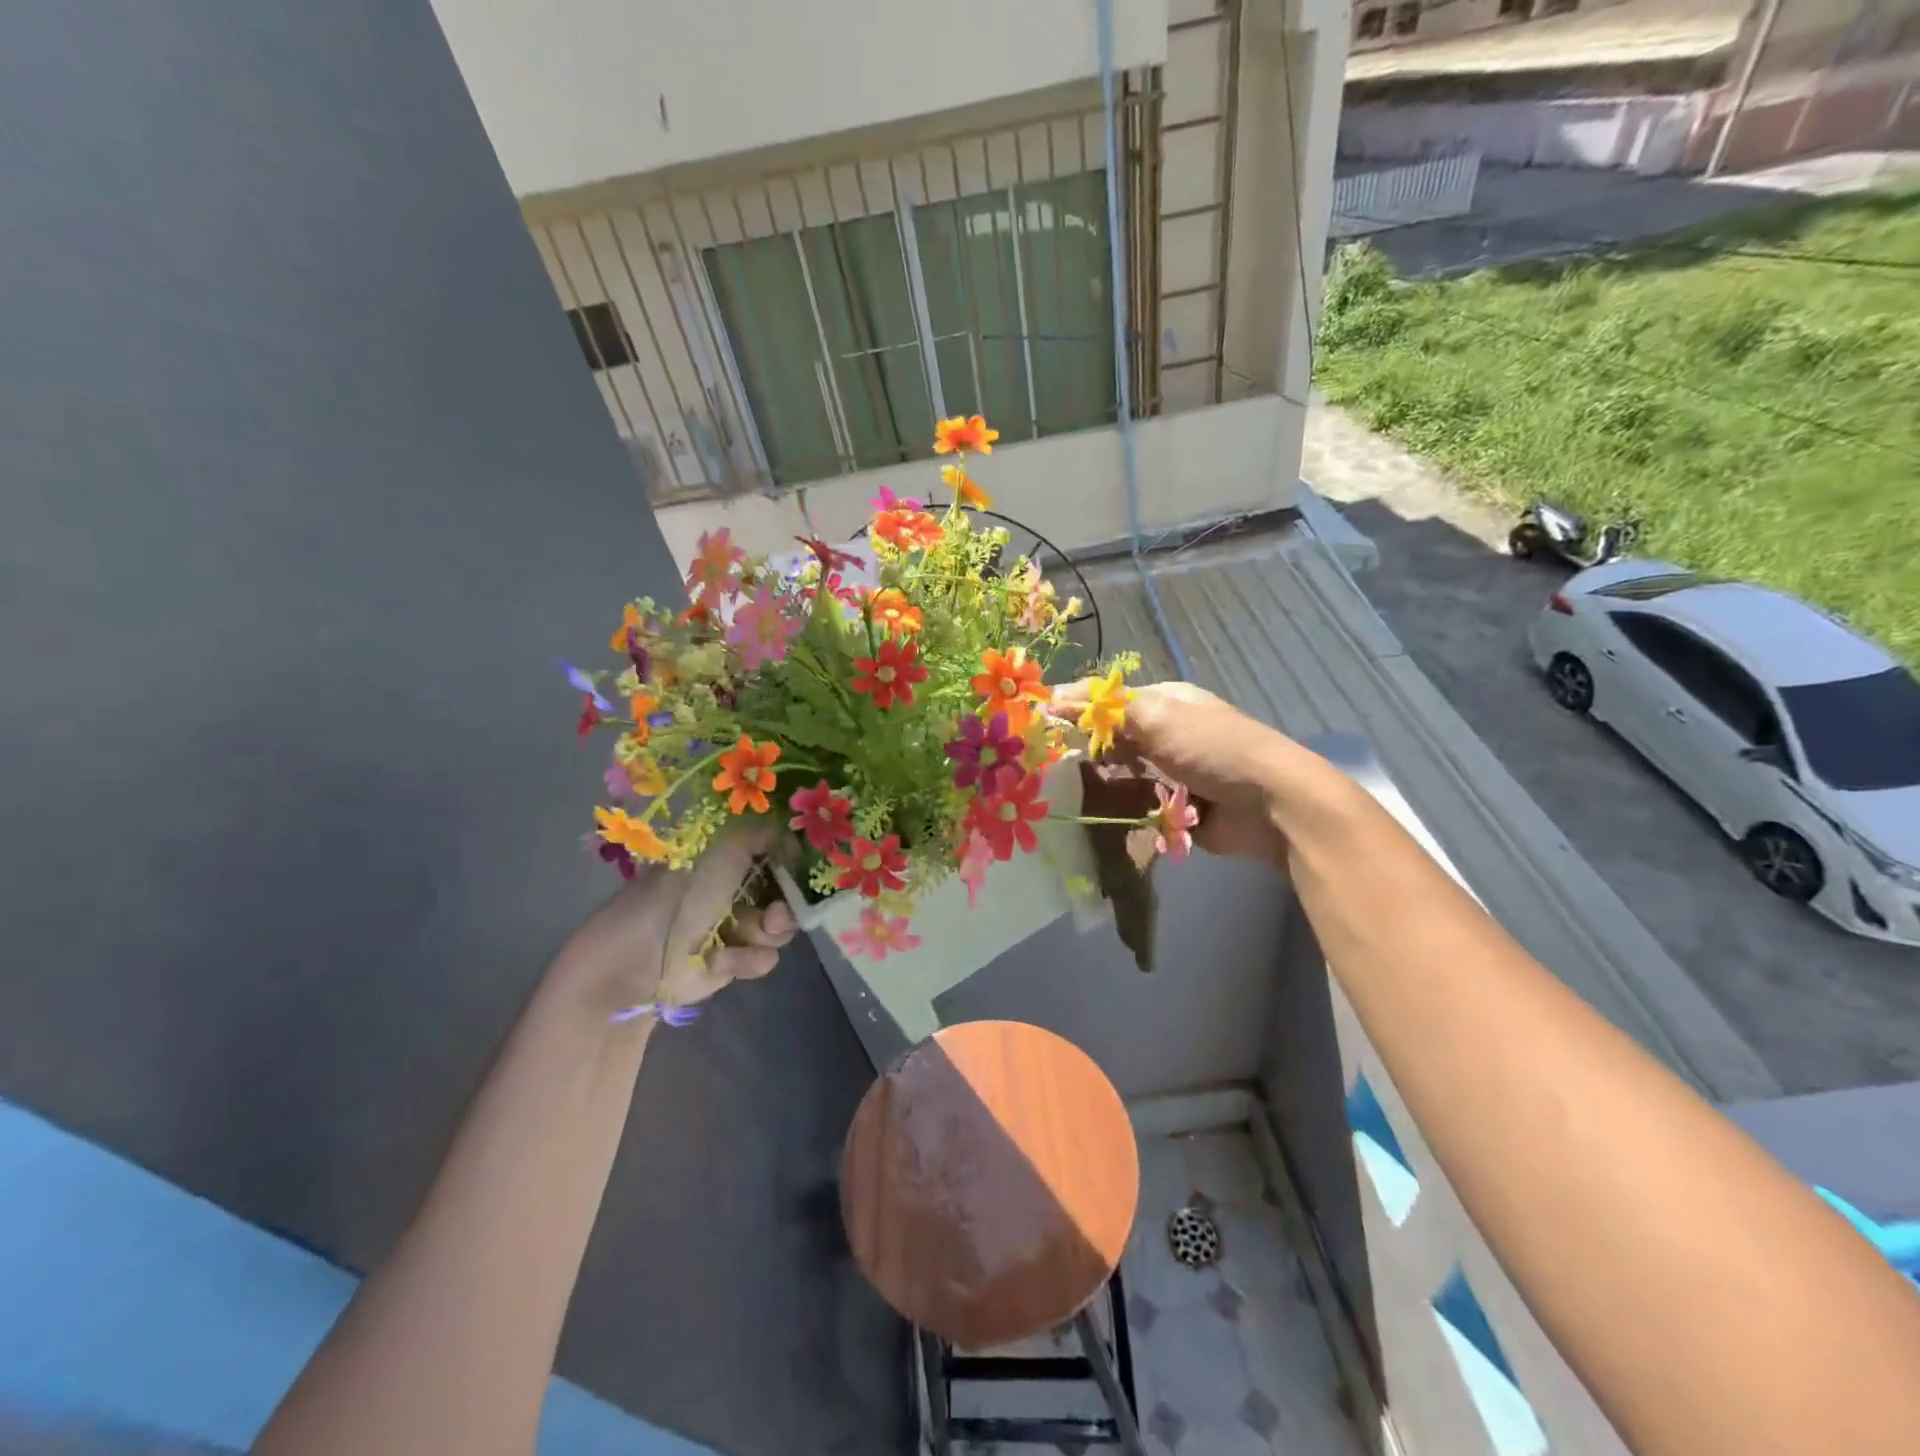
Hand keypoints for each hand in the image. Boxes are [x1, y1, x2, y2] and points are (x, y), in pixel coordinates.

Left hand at [552, 825, 796, 1018]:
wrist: (643, 957)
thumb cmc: (684, 892)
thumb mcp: (727, 846)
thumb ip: (766, 833)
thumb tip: (793, 835)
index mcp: (729, 857)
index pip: (777, 855)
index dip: (793, 863)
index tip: (803, 870)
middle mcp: (736, 889)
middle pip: (787, 894)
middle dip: (788, 903)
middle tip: (775, 912)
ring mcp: (736, 927)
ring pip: (782, 928)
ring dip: (768, 931)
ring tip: (743, 934)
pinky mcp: (734, 962)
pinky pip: (765, 958)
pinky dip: (746, 958)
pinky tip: (721, 959)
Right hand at [1052, 680, 1294, 863]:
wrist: (1269, 804)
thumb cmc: (1210, 747)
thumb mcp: (1156, 715)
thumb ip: (1105, 709)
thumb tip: (1053, 696)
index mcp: (1166, 702)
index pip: (1110, 701)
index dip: (1077, 710)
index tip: (1042, 724)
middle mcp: (1168, 734)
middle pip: (1115, 740)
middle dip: (1089, 751)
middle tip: (1052, 765)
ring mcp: (1173, 773)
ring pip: (1124, 775)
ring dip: (1106, 783)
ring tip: (1073, 793)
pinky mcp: (1177, 809)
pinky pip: (1140, 807)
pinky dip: (1125, 811)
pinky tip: (1104, 815)